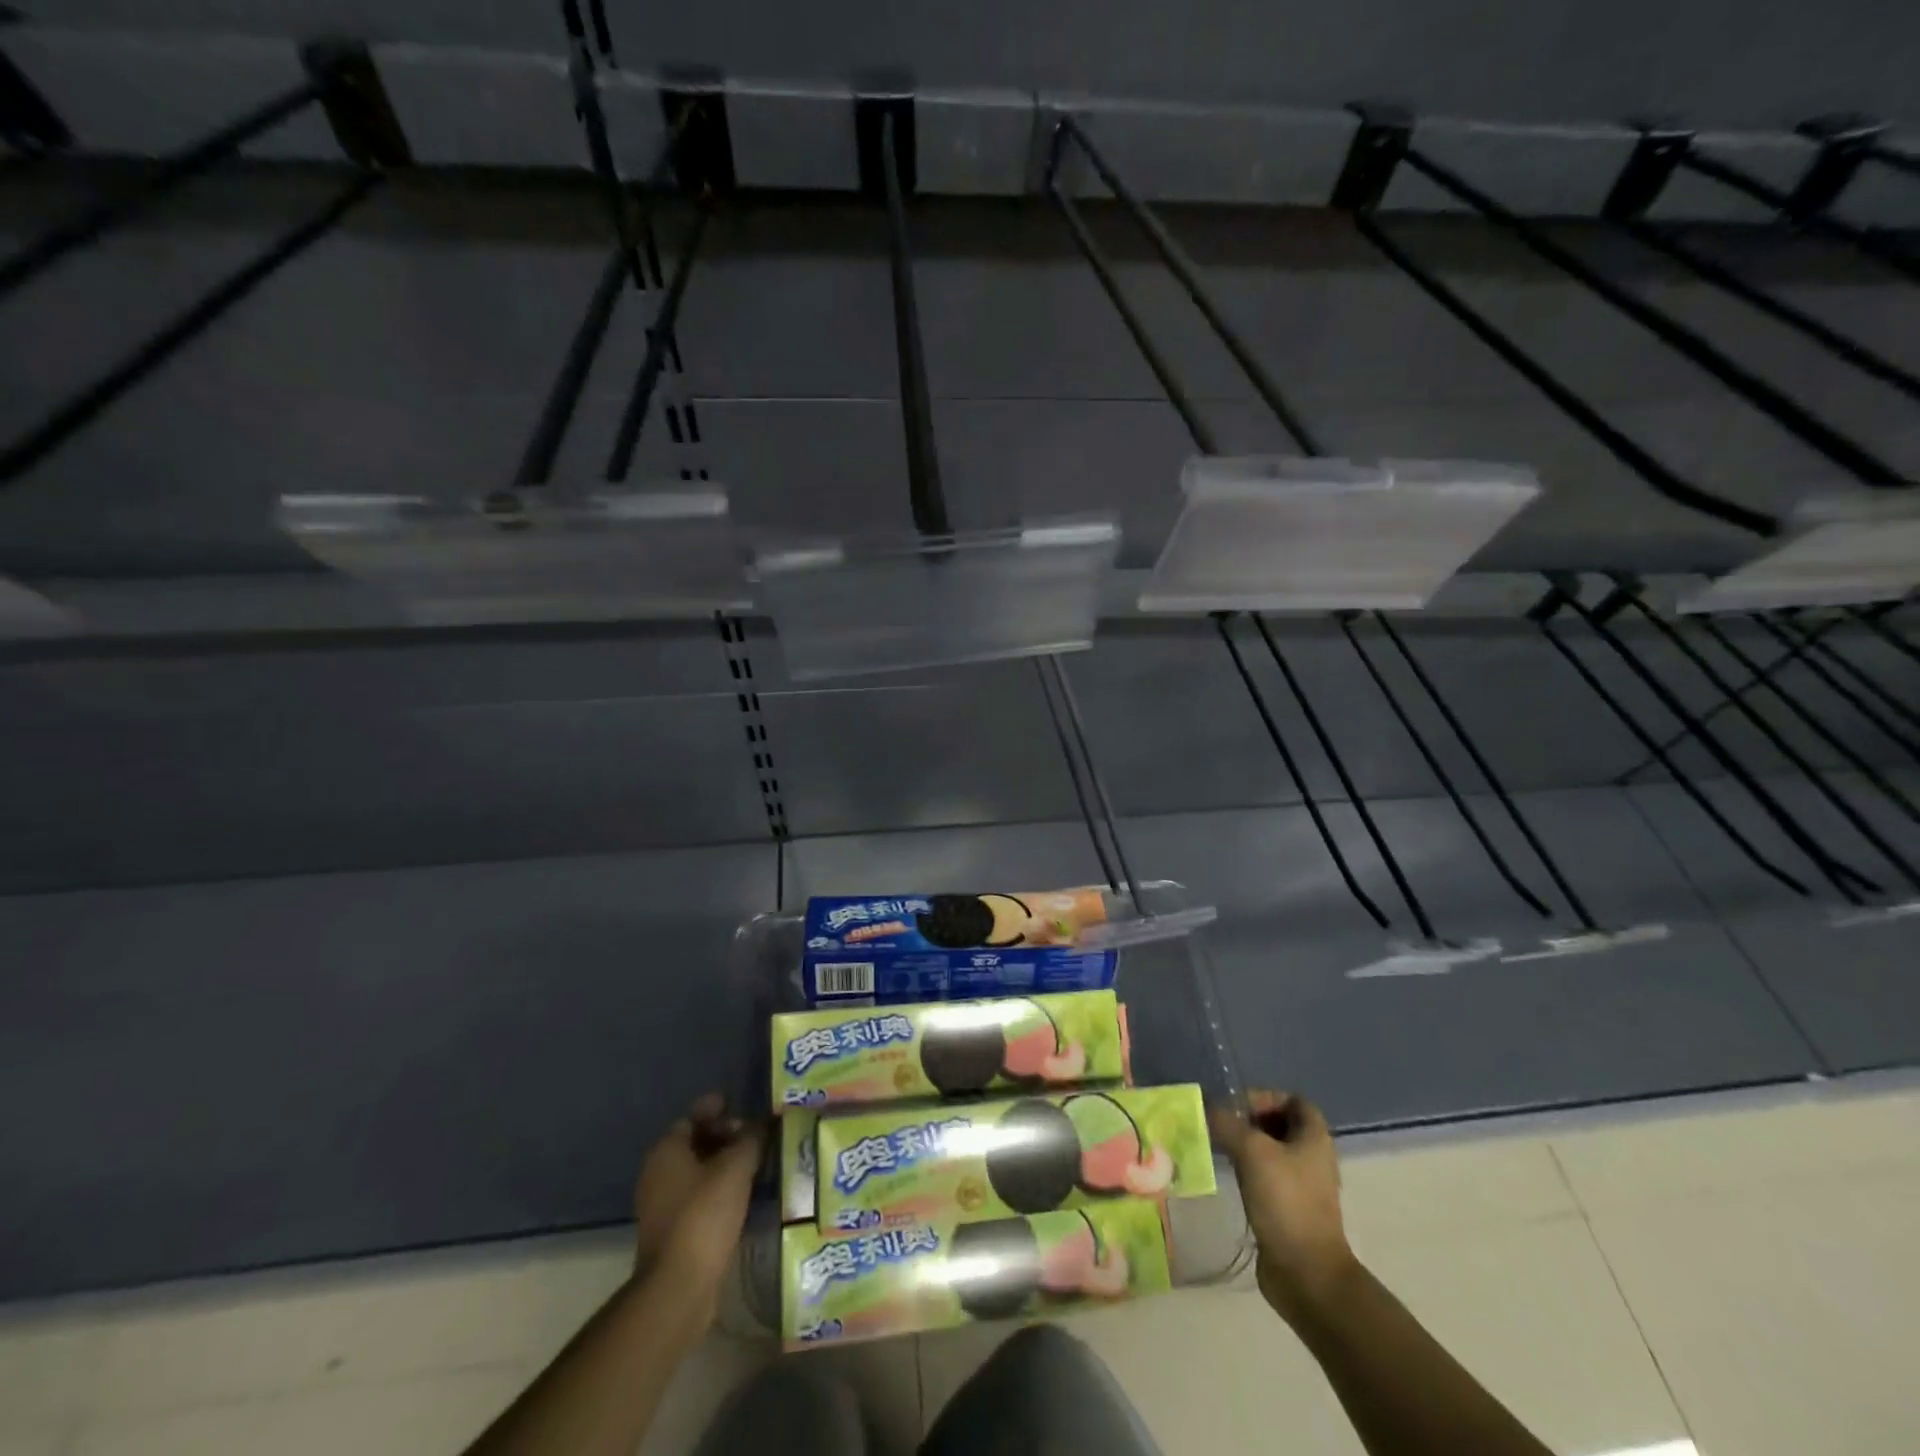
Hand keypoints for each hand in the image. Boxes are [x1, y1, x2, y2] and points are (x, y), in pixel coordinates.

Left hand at [631, 1094, 763, 1314]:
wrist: (679, 1286)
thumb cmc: (704, 1215)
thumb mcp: (736, 1168)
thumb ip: (750, 1139)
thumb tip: (760, 1125)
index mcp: (667, 1150)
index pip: (693, 1115)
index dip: (719, 1108)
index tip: (743, 1105)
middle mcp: (658, 1173)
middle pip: (695, 1142)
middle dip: (725, 1136)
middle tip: (755, 1136)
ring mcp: (662, 1204)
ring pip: (698, 1171)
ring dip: (724, 1165)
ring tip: (756, 1163)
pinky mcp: (672, 1231)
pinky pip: (699, 1196)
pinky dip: (719, 1189)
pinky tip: (744, 1194)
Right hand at [1210, 1090, 1357, 1325]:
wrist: (1306, 1273)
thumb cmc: (1286, 1202)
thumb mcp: (1252, 1152)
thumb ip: (1227, 1124)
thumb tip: (1207, 1108)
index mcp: (1314, 1138)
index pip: (1293, 1100)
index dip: (1265, 1097)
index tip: (1237, 1108)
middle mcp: (1312, 1158)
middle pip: (1280, 1125)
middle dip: (1250, 1121)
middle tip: (1221, 1126)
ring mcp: (1303, 1186)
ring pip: (1271, 1153)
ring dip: (1246, 1147)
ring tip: (1218, 1149)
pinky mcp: (1290, 1210)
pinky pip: (1267, 1179)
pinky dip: (1247, 1172)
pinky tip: (1228, 1177)